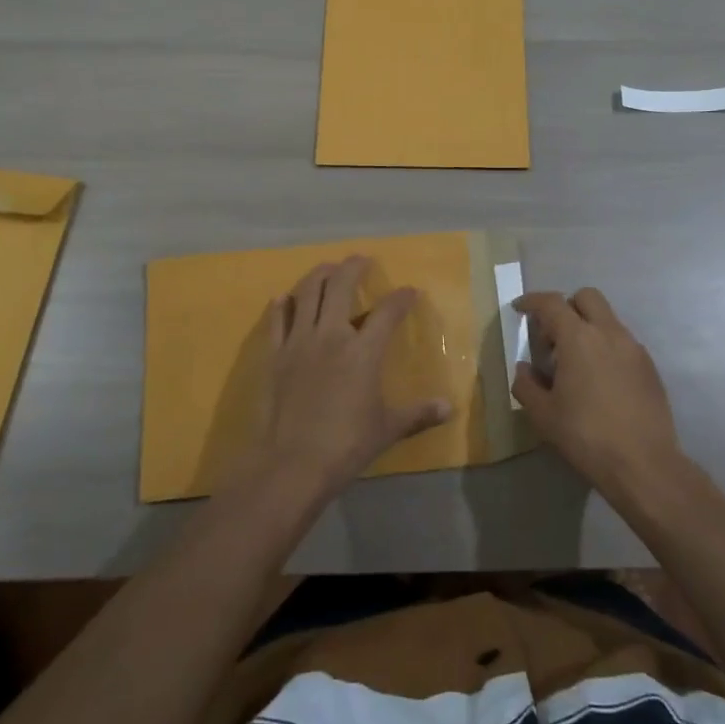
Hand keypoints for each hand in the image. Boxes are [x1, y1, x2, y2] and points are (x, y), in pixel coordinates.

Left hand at [250, 257, 450, 496]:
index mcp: (363, 351)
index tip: (409, 290)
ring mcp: (298, 342)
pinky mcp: (274, 356)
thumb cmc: (346, 445)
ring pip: (306, 294)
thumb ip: (419, 414)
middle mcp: (331, 335)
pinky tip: (284, 299)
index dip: (401, 297)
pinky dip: (282, 306)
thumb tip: (450, 408)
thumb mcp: (388, 429)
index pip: (388, 312)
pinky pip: (276, 321)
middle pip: (340, 286)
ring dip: (318, 275)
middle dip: (353, 267)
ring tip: (327, 268)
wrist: (292, 463)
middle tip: (361, 260)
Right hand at [512, 288, 684, 494]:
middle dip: (565, 307)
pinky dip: (605, 347)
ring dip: (587, 328)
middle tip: (552, 337)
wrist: (643, 463)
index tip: (519, 309)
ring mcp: (634, 348)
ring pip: (607, 319)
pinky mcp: (649, 367)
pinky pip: (622, 342)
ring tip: (575, 365)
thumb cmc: (586, 435)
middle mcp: (609, 333)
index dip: (531, 301)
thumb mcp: (543, 414)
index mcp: (579, 338)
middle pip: (586, 297)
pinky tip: (599, 381)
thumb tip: (523, 368)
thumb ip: (526, 384)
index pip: (551, 303)